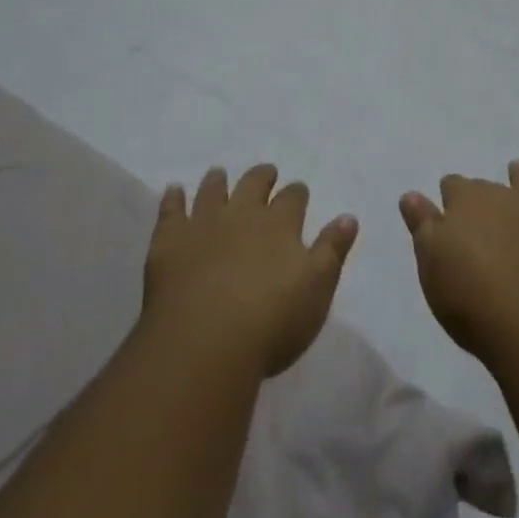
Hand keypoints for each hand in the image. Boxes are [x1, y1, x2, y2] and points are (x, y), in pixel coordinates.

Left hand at [143, 165, 358, 377]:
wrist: (204, 344)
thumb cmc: (270, 323)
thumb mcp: (316, 290)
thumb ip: (332, 251)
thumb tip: (348, 217)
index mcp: (280, 224)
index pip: (293, 197)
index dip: (296, 193)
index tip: (299, 193)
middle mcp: (243, 214)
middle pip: (254, 183)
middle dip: (262, 176)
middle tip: (265, 173)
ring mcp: (204, 224)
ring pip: (212, 190)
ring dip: (217, 181)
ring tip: (219, 173)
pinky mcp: (170, 242)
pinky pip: (171, 211)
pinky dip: (173, 198)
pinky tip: (173, 190)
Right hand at [400, 161, 518, 368]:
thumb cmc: (472, 300)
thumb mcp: (432, 266)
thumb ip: (422, 226)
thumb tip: (411, 194)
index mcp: (465, 202)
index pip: (452, 187)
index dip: (448, 199)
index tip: (444, 210)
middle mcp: (502, 196)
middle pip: (487, 188)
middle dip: (481, 196)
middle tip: (477, 214)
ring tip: (517, 169)